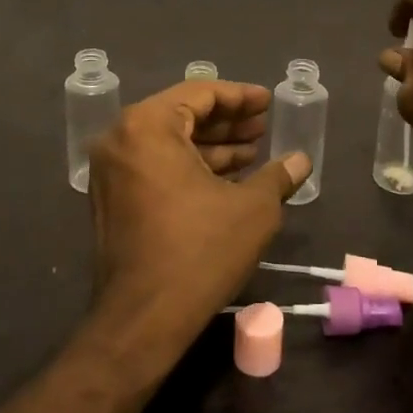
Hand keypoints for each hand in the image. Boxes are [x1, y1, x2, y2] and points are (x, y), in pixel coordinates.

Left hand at [86, 80, 309, 366]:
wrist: (143, 320)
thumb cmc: (199, 251)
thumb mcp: (252, 208)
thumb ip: (277, 175)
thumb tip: (300, 160)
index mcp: (148, 126)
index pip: (199, 93)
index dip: (240, 96)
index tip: (268, 102)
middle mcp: (121, 139)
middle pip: (181, 115)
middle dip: (226, 121)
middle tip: (264, 127)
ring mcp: (111, 171)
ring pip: (169, 143)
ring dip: (211, 146)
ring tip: (254, 153)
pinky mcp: (113, 199)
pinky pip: (156, 166)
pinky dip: (190, 166)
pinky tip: (228, 178)